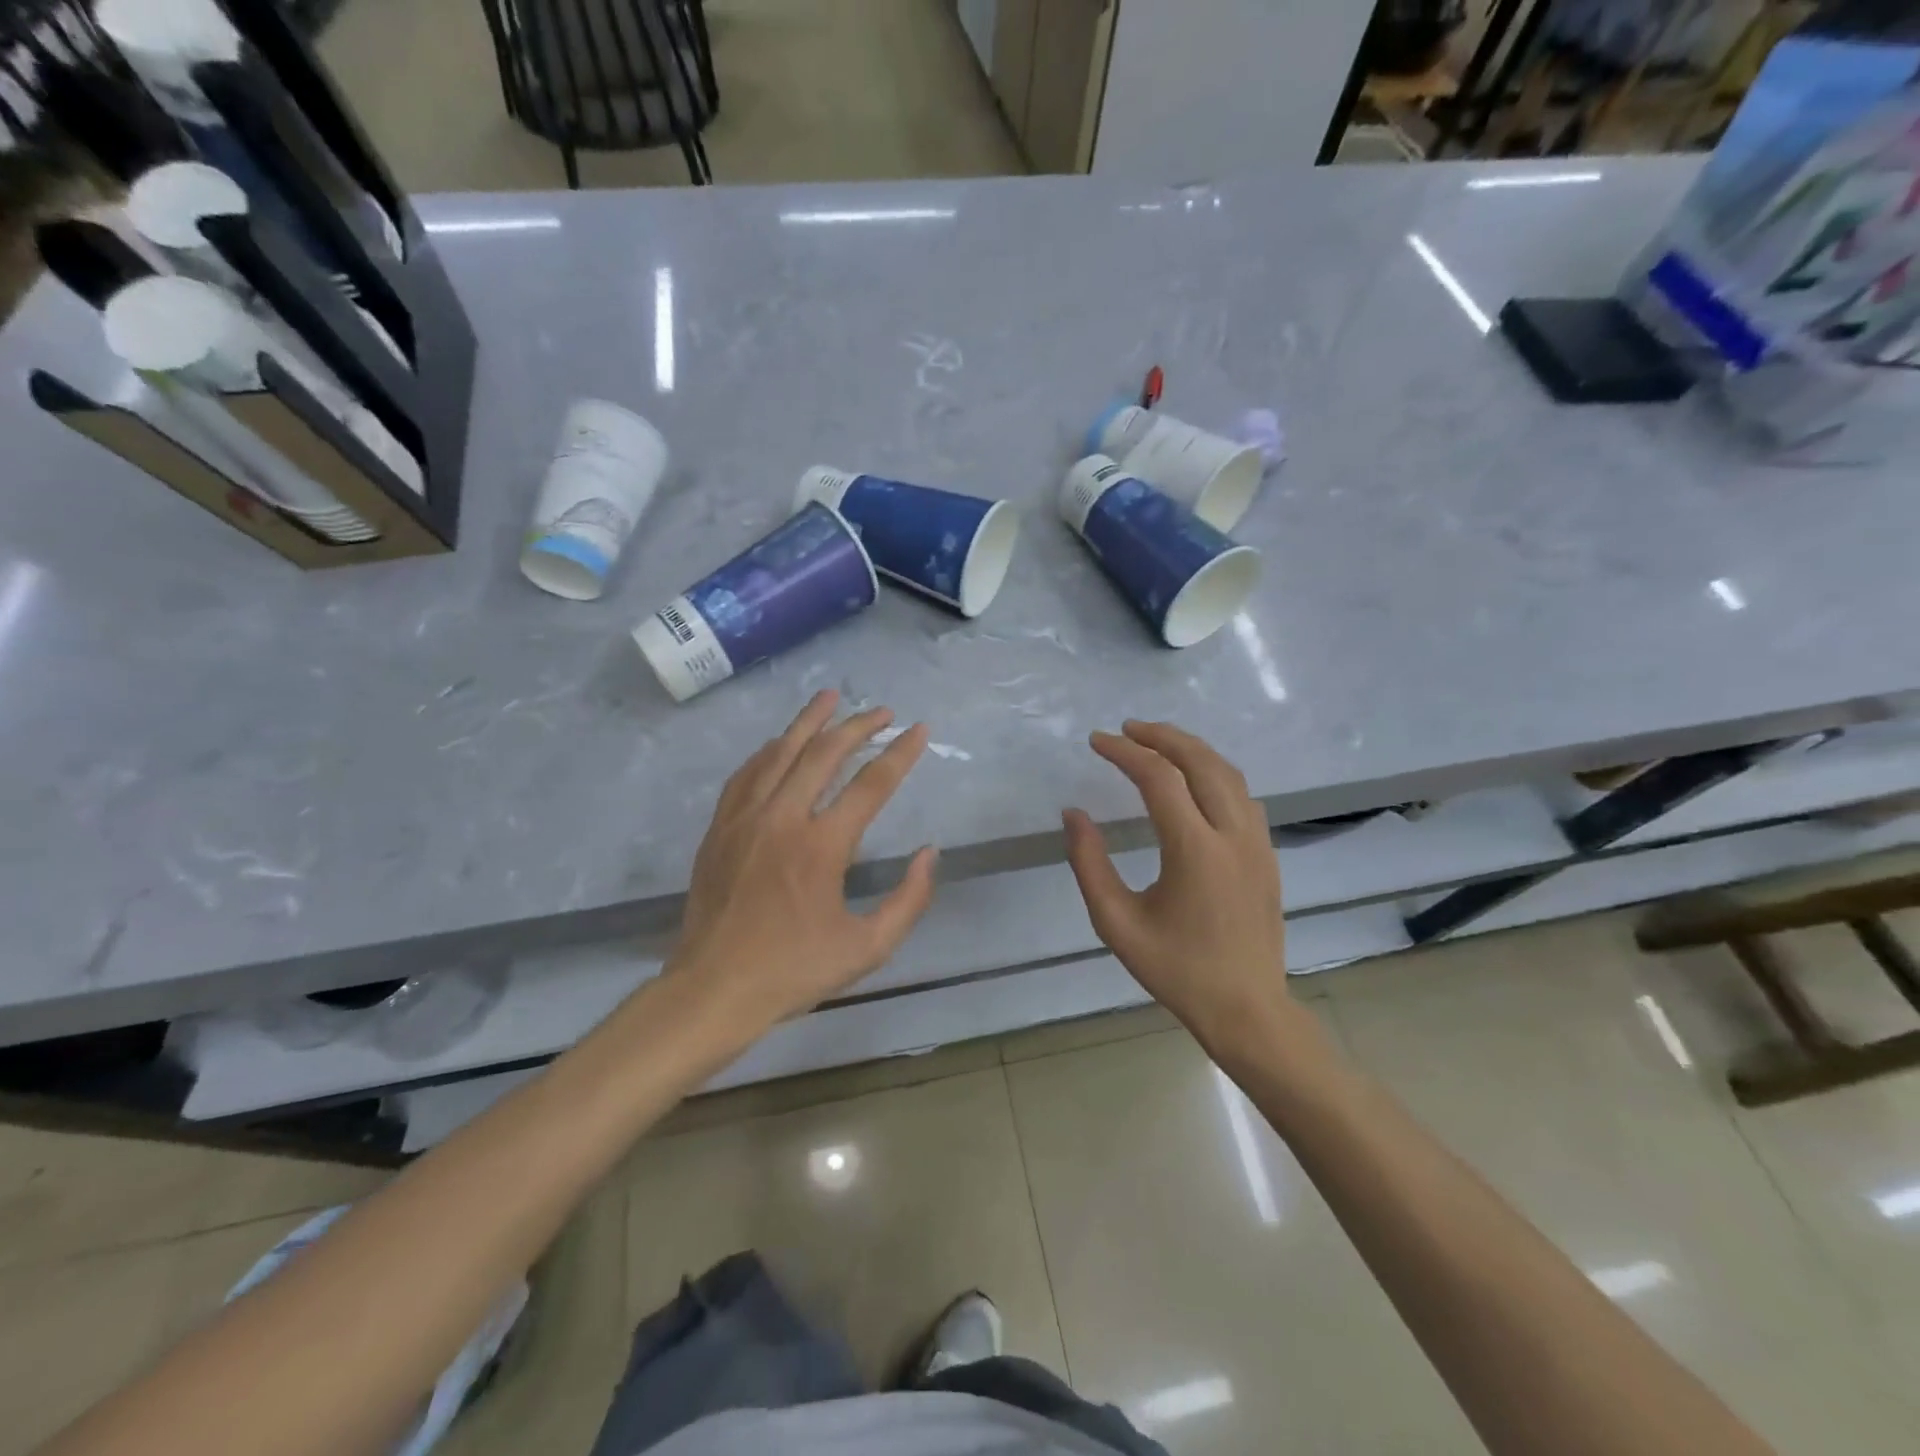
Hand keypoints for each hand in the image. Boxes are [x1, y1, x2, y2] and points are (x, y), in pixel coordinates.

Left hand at [671, 691, 938, 1027]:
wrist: (713, 989)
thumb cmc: (794, 971)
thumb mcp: (868, 948)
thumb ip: (908, 899)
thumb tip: (929, 853)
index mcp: (822, 847)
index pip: (871, 784)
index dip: (900, 753)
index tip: (918, 729)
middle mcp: (783, 818)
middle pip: (824, 753)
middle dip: (858, 725)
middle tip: (882, 711)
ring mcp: (745, 818)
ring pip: (780, 752)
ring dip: (809, 721)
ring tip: (830, 696)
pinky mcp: (720, 827)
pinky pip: (747, 773)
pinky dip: (769, 750)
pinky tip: (780, 741)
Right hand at [1063, 721, 1294, 1046]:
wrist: (1247, 1010)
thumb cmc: (1176, 970)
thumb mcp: (1116, 922)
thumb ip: (1089, 864)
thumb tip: (1073, 814)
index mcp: (1195, 850)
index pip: (1158, 778)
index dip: (1124, 752)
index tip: (1096, 741)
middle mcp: (1233, 835)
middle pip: (1200, 761)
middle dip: (1161, 736)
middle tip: (1127, 729)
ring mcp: (1257, 842)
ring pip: (1228, 773)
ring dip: (1191, 749)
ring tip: (1156, 743)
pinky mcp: (1267, 854)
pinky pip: (1242, 795)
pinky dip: (1214, 772)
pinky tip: (1193, 781)